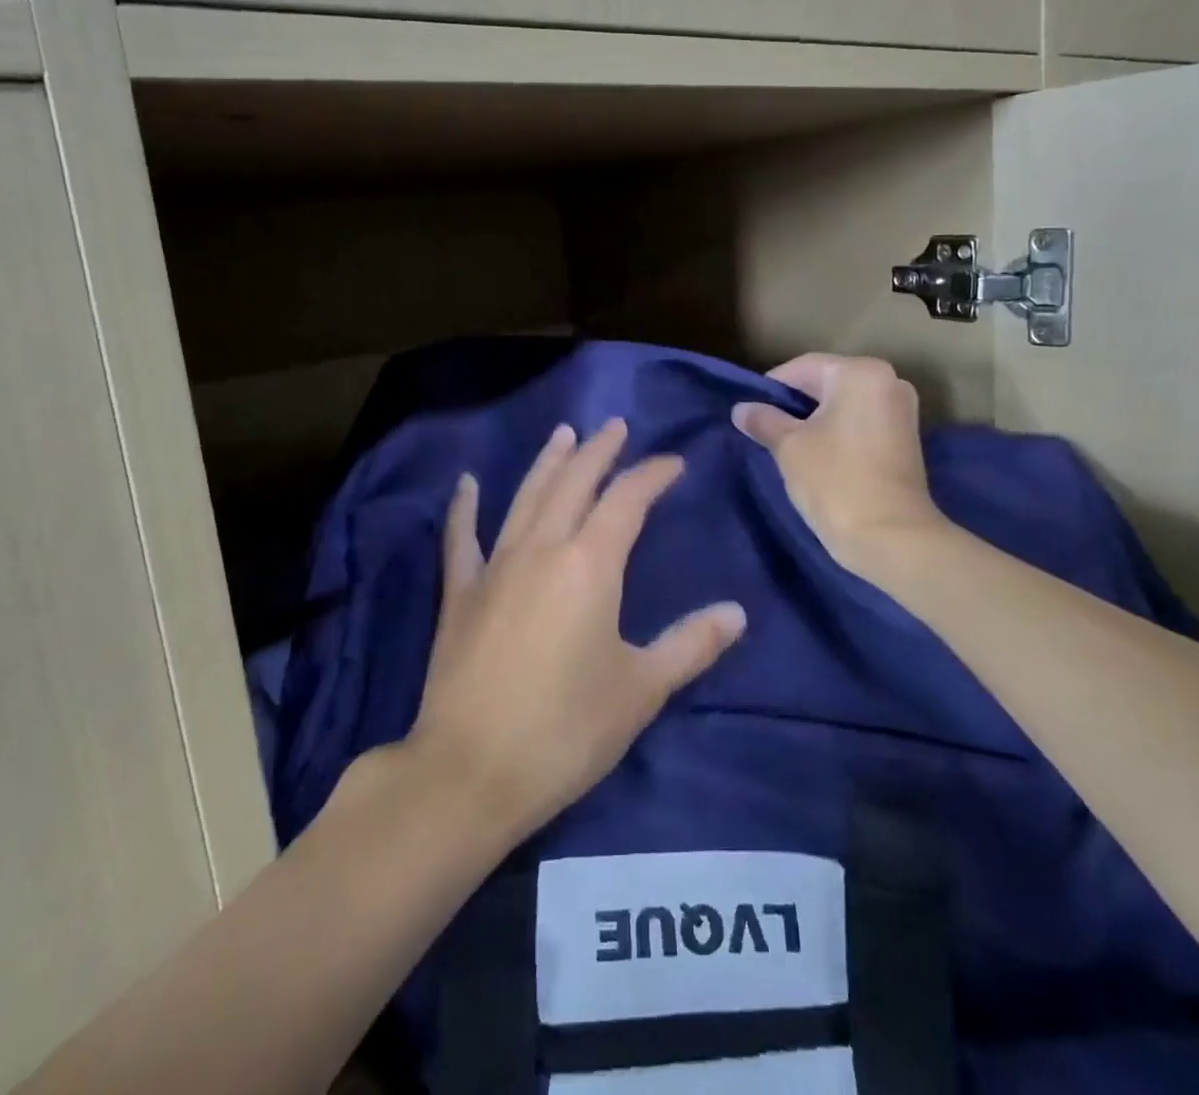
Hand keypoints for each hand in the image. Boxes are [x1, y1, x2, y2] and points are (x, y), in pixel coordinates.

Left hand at [408, 420, 746, 840]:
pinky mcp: (461, 593)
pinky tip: (466, 483)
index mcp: (590, 563)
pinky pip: (462, 538)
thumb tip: (737, 613)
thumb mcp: (641, 689)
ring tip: (564, 433)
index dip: (652, 475)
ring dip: (548, 463)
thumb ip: (690, 645)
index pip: (627, 500)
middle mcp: (542, 548)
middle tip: (616, 427)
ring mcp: (495, 566)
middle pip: (574, 483)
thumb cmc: (566, 730)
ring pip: (526, 497)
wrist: (471, 771)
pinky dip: (464, 508)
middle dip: (599, 451)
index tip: (673, 463)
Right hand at [732, 354, 946, 568]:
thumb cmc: (835, 480)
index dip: (771, 387)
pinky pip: (859, 424)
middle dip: (793, 405)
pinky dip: (835, 433)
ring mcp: (901, 412)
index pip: (804, 367)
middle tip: (763, 428)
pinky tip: (814, 456)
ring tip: (785, 445)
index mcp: (861, 373)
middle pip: (826, 383)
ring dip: (814, 421)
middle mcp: (888, 382)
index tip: (749, 410)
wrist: (890, 537)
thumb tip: (741, 409)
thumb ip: (764, 420)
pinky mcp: (905, 440)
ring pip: (843, 405)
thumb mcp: (789, 446)